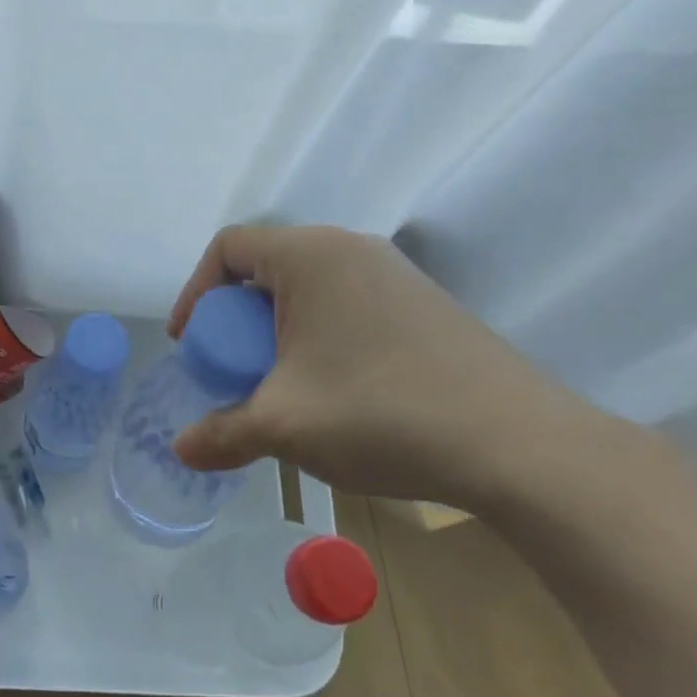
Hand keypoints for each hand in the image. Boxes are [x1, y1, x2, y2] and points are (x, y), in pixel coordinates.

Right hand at [167, 224, 623, 512]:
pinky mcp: (424, 304)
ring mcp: (395, 274)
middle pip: (268, 266)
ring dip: (279, 329)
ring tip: (280, 383)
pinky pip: (349, 304)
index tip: (191, 343)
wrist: (516, 444)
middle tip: (233, 369)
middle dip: (237, 318)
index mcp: (310, 256)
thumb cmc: (380, 413)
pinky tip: (335, 388)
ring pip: (311, 288)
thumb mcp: (284, 426)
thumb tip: (180, 450)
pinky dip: (320, 335)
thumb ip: (222, 433)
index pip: (229, 246)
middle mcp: (351, 248)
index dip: (196, 292)